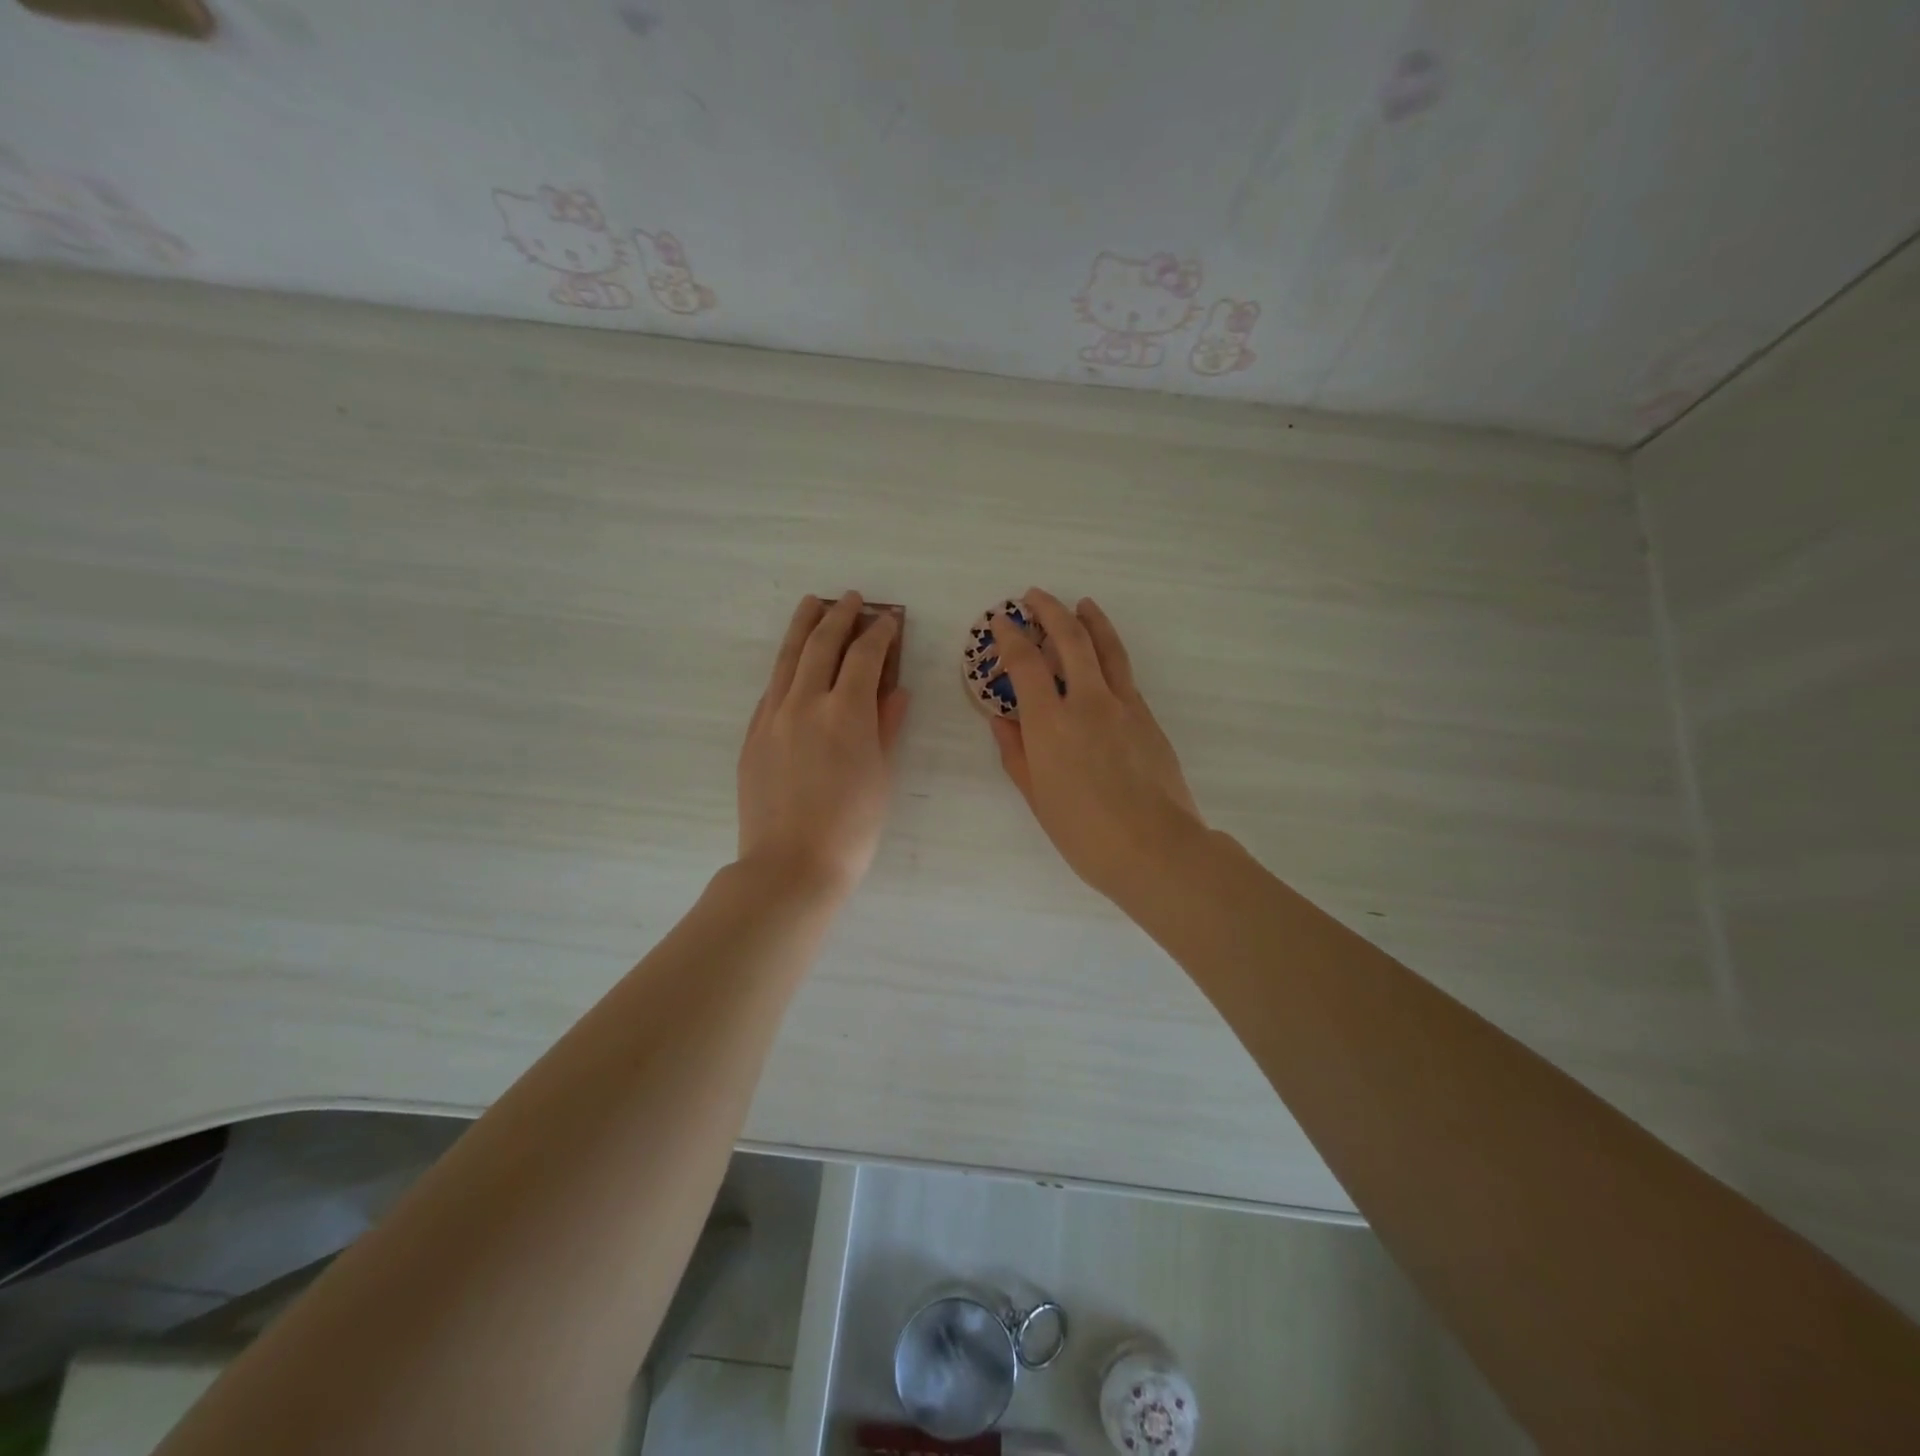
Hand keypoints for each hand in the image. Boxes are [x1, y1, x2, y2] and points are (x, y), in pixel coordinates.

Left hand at [737, 593, 909, 898]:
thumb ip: (887, 727)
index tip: (889, 620)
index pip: (865, 656)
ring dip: (803, 626)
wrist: (790, 866)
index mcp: (846, 712)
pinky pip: (771, 688)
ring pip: (788, 658)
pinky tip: (792, 664)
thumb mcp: (881, 776)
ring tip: (812, 604)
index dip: (880, 633)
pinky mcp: (753, 735)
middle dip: (840, 616)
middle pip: (822, 644)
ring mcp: (773, 717)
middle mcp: (806, 703)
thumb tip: (895, 691)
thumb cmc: (851, 828)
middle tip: (852, 599)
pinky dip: (786, 667)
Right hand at [986, 589, 1206, 904]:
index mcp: (1050, 723)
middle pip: (1069, 638)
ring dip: (1090, 619)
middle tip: (1034, 595)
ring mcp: (1123, 705)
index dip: (1010, 636)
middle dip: (1049, 610)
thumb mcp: (1037, 797)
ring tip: (1081, 604)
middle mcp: (1087, 701)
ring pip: (1106, 647)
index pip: (1025, 663)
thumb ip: (1016, 753)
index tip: (1000, 620)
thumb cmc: (1084, 832)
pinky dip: (1110, 653)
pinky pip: (1124, 674)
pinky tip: (1104, 657)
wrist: (1155, 848)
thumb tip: (1001, 720)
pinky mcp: (1147, 717)